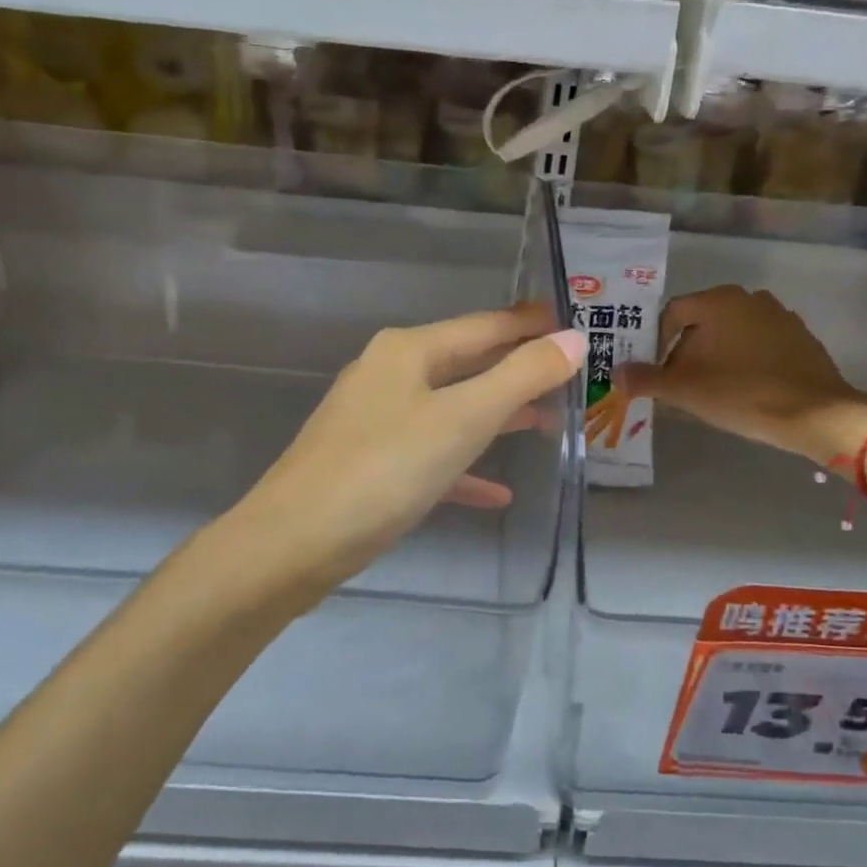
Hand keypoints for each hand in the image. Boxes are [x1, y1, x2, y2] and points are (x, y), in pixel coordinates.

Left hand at [235, 305, 584, 589]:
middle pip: (466, 363)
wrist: (292, 543)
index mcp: (408, 351)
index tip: (570, 324)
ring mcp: (374, 419)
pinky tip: (497, 492)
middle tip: (567, 377)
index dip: (528, 324)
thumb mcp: (463, 419)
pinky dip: (464, 466)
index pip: (484, 325)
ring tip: (544, 424)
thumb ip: (521, 377)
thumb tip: (573, 338)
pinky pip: (429, 454)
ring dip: (496, 416)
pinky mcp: (368, 463)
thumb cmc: (385, 470)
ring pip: (449, 408)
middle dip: (516, 371)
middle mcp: (388, 374)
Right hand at [616, 285, 866, 462]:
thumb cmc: (742, 394)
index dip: (656, 344)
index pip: (672, 314)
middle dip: (685, 353)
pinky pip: (758, 345)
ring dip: (714, 358)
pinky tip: (744, 391)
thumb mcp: (685, 390)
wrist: (816, 414)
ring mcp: (779, 316)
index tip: (655, 374)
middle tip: (679, 386)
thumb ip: (646, 379)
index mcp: (718, 301)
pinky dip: (743, 361)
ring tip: (710, 392)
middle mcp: (748, 298)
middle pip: (701, 323)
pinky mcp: (799, 338)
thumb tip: (616, 374)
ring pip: (730, 334)